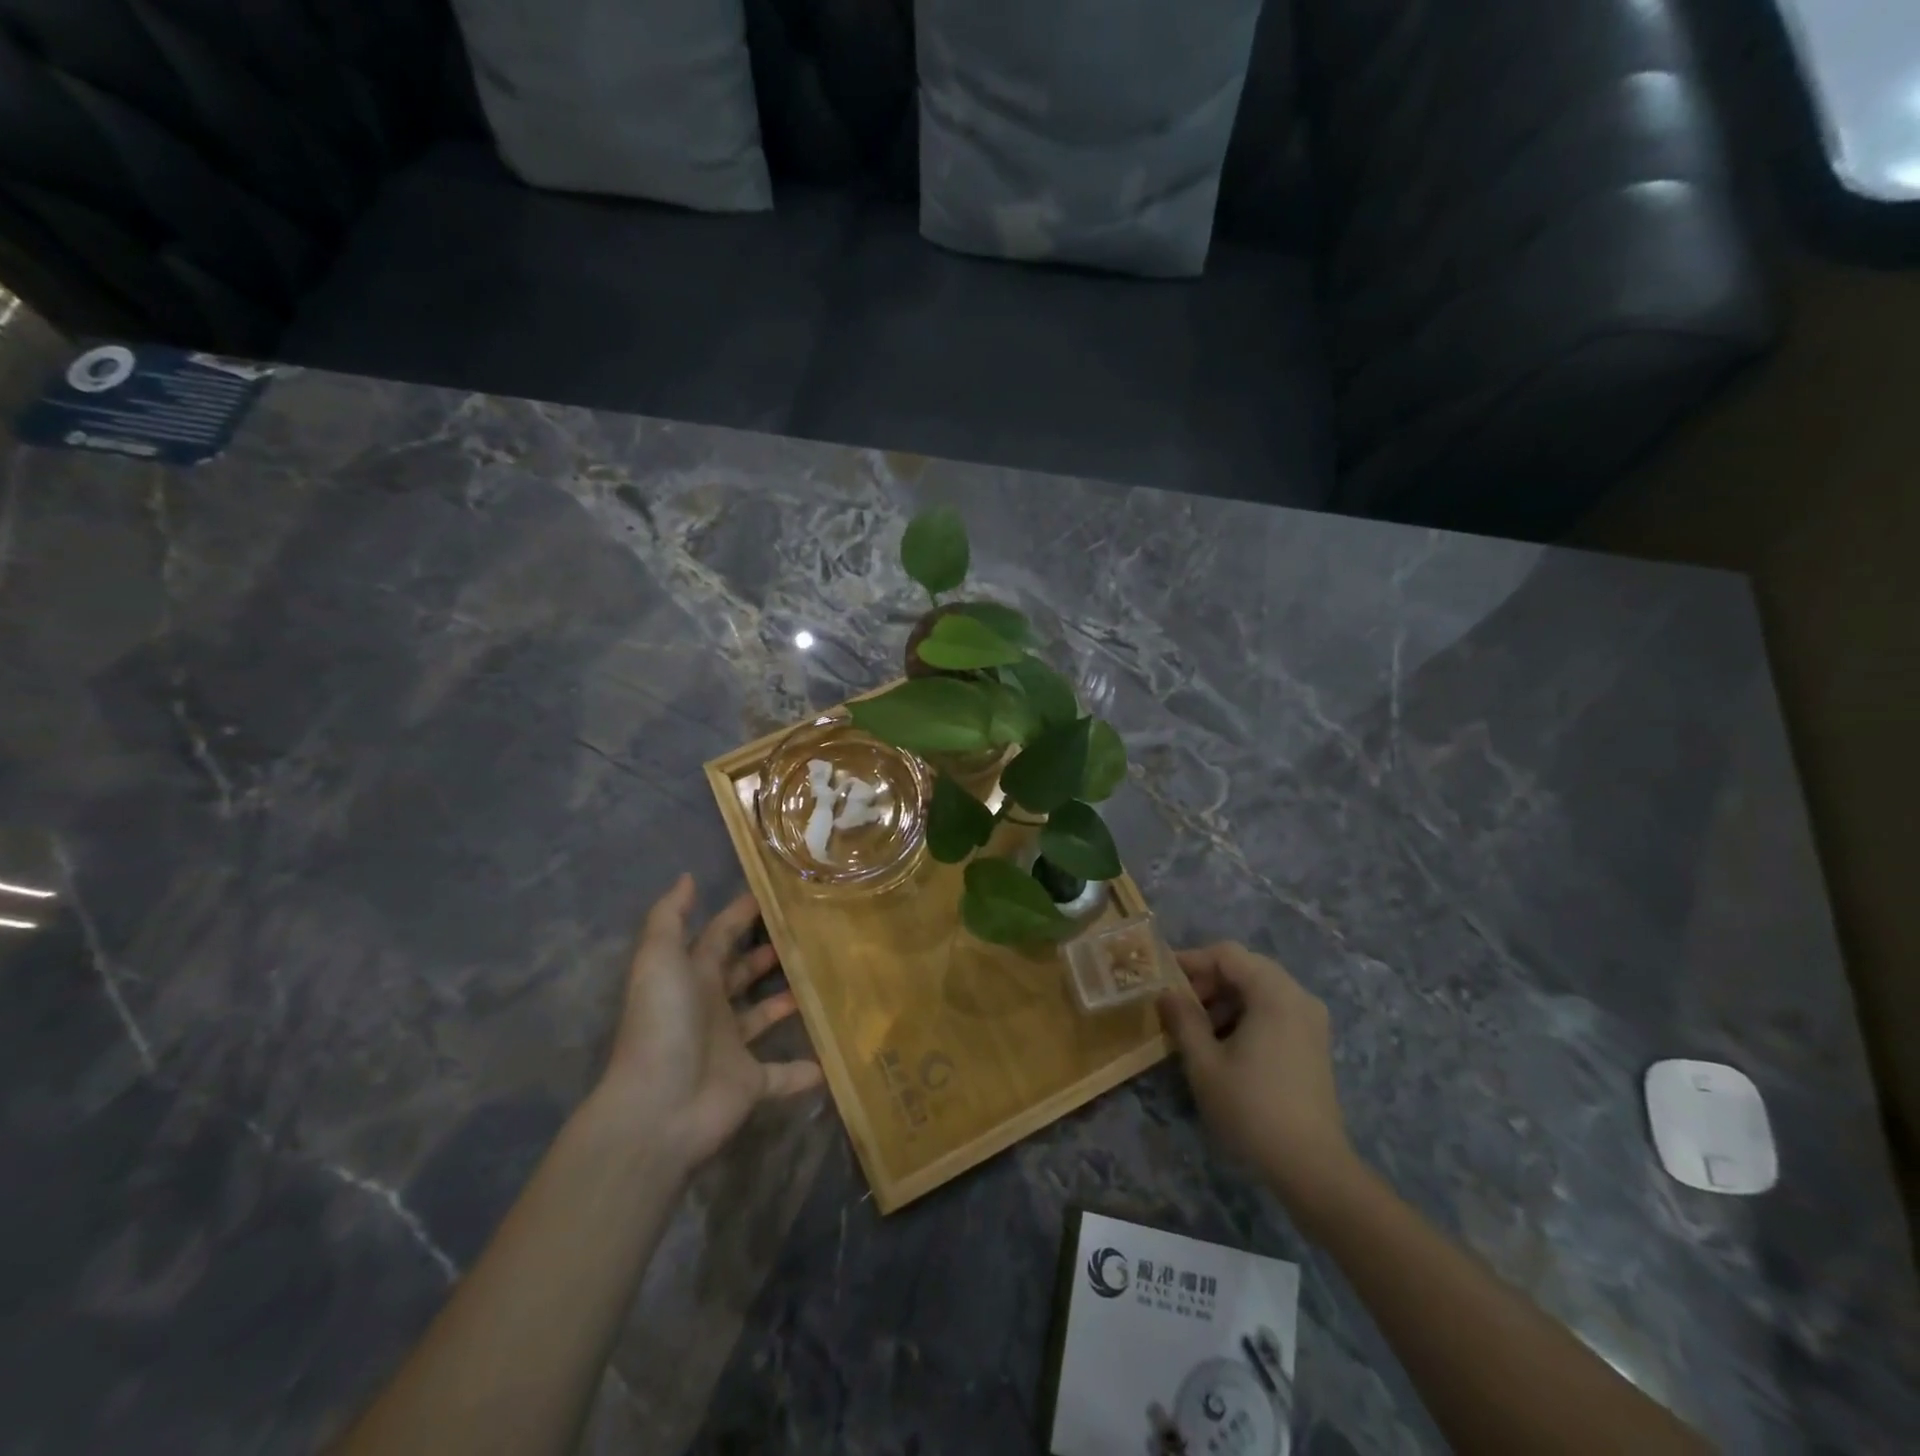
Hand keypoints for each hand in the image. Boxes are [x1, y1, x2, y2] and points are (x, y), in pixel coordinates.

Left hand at [596, 875, 822, 1171]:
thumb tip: (687, 877)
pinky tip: (830, 1059)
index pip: (718, 937)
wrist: (657, 1109)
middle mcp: (710, 1009)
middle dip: (766, 955)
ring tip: (822, 981)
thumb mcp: (658, 960)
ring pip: (761, 1018)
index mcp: (691, 978)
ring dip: (784, 1003)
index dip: (740, 915)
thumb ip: (670, 917)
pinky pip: (782, 1075)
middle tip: (807, 935)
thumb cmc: (662, 1024)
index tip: (775, 895)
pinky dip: (802, 1071)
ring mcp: (730, 1048)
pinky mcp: (749, 1084)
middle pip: (741, 975)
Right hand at [1158, 943, 1356, 1205]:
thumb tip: (1166, 992)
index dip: (1192, 960)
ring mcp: (1311, 1020)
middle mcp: (1298, 996)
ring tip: (1197, 1027)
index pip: (1227, 954)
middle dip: (1208, 980)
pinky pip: (1275, 1009)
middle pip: (1246, 967)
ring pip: (1261, 988)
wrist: (1312, 1166)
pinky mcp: (1314, 1043)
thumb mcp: (1204, 1063)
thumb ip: (1183, 1019)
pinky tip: (1226, 1043)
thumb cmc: (1251, 1108)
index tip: (1163, 978)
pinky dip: (1247, 1013)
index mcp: (1274, 993)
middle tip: (1179, 1003)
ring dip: (1226, 998)